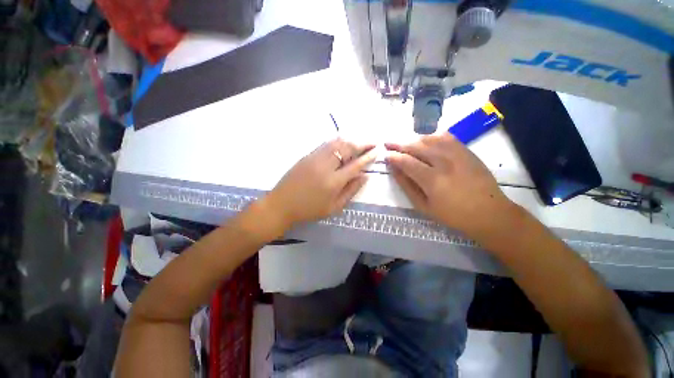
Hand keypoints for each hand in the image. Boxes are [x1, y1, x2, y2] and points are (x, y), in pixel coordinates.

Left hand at [264, 138, 375, 228]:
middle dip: (362, 144)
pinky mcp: (307, 155)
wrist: (281, 205)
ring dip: (350, 140)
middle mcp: (325, 166)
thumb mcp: (334, 207)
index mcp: (334, 182)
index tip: (377, 150)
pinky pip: (325, 144)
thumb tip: (364, 176)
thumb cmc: (309, 210)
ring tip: (359, 142)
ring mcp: (315, 158)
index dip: (368, 157)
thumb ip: (350, 191)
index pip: (356, 165)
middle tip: (372, 143)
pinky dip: (337, 142)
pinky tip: (342, 143)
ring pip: (336, 143)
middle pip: (347, 148)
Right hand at [385, 133, 514, 238]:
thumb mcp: (424, 206)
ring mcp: (457, 153)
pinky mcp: (467, 151)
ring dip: (413, 139)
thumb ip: (407, 185)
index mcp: (432, 179)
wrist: (489, 212)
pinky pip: (446, 136)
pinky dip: (432, 136)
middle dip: (399, 144)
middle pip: (416, 146)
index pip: (407, 161)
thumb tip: (394, 169)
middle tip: (388, 143)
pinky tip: (425, 140)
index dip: (394, 157)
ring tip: (404, 143)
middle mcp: (444, 162)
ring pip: (430, 139)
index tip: (385, 155)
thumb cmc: (452, 215)